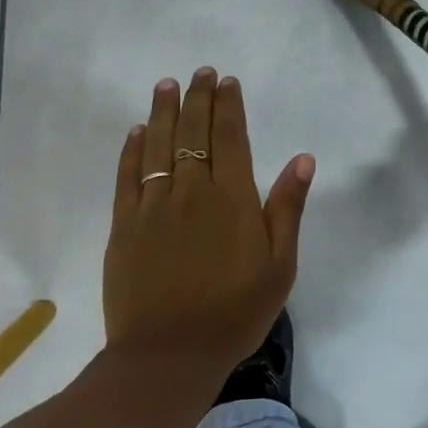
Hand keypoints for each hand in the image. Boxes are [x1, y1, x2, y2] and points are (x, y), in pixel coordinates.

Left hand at [103, 68, 314, 372]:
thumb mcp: (280, 265)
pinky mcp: (125, 226)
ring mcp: (153, 206)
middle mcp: (192, 190)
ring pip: (158, 146)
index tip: (226, 81)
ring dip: (163, 112)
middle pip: (193, 132)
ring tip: (166, 85)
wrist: (170, 355)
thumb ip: (288, 208)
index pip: (230, 137)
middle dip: (197, 98)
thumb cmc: (236, 311)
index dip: (228, 105)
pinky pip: (128, 176)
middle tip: (199, 72)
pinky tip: (136, 132)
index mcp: (233, 198)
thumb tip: (302, 159)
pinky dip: (132, 150)